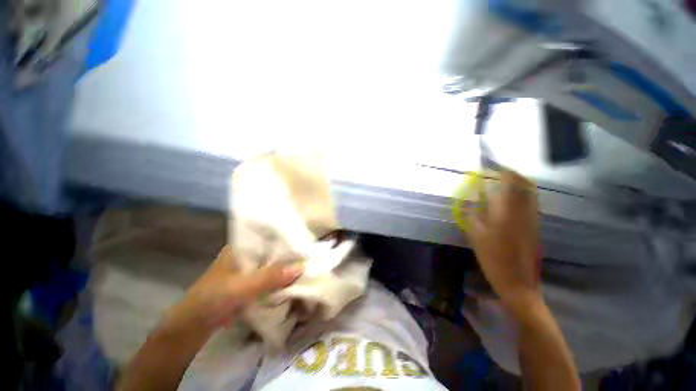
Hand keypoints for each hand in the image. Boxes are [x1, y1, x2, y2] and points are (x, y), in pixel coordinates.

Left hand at [170, 246, 303, 333]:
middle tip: (310, 253)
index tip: (305, 239)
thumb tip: (301, 267)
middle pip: (274, 249)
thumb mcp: (242, 286)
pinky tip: (294, 277)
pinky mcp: (251, 282)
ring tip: (307, 263)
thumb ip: (271, 277)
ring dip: (286, 265)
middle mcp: (248, 254)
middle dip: (290, 252)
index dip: (287, 236)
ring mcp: (250, 268)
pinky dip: (281, 277)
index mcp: (242, 247)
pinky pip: (271, 276)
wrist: (194, 326)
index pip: (270, 235)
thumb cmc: (213, 299)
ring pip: (273, 263)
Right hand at [466, 170, 541, 318]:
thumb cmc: (494, 261)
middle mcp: (525, 212)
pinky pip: (529, 202)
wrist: (519, 284)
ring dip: (516, 183)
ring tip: (500, 182)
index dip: (501, 170)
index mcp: (508, 214)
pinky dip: (519, 194)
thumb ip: (474, 216)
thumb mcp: (476, 237)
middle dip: (511, 173)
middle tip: (495, 171)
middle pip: (524, 184)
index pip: (510, 183)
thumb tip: (471, 201)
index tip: (488, 165)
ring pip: (529, 193)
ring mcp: (532, 219)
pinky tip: (507, 200)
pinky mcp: (535, 227)